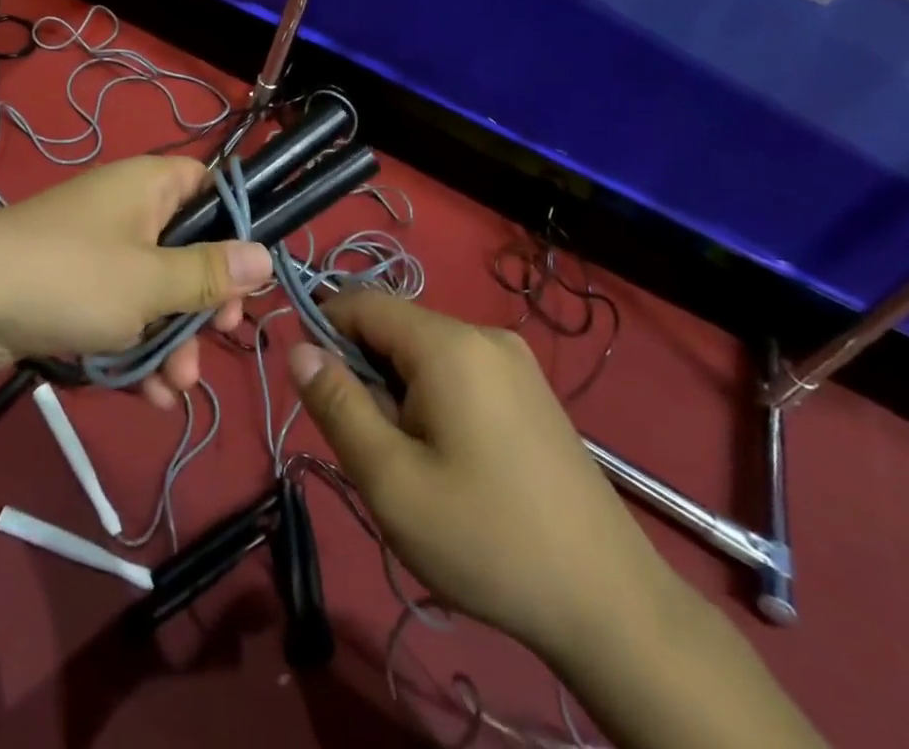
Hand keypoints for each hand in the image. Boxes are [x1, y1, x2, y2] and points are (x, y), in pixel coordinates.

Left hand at [0, 156, 271, 406]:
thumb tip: (265, 257)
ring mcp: (99, 253)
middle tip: (220, 334)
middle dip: (204, 302)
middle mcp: (128, 211)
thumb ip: (209, 274)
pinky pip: (122, 316)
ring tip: (176, 387)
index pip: (210, 185)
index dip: (236, 224)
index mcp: (150, 186)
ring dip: (173, 339)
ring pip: (157, 292)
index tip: (250, 274)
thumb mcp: (150, 281)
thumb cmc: (70, 278)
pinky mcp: (76, 292)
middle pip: (189, 248)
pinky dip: (137, 350)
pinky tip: (149, 397)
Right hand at [287, 292, 675, 667]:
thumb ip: (338, 405)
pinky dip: (433, 399)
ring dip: (399, 391)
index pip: (362, 303)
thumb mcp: (392, 481)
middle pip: (395, 329)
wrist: (611, 604)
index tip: (315, 390)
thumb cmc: (486, 540)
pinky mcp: (531, 389)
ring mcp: (515, 361)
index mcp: (448, 344)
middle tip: (372, 447)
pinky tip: (450, 460)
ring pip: (425, 353)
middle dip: (366, 374)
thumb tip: (298, 348)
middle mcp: (483, 334)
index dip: (324, 332)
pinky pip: (459, 372)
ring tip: (412, 462)